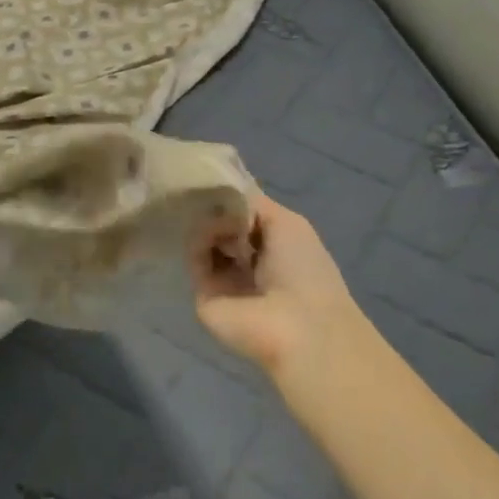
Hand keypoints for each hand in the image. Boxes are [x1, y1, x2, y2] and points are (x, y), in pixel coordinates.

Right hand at [189, 195, 373, 384]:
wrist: (298, 326)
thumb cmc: (303, 269)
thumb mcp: (286, 222)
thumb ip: (251, 201)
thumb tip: (220, 189)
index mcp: (270, 245)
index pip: (240, 214)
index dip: (229, 195)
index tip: (213, 172)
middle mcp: (245, 260)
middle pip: (219, 224)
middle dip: (214, 205)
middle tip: (206, 188)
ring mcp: (222, 278)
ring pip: (204, 238)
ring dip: (208, 221)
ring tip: (213, 212)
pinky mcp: (203, 293)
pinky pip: (195, 257)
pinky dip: (199, 239)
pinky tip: (209, 230)